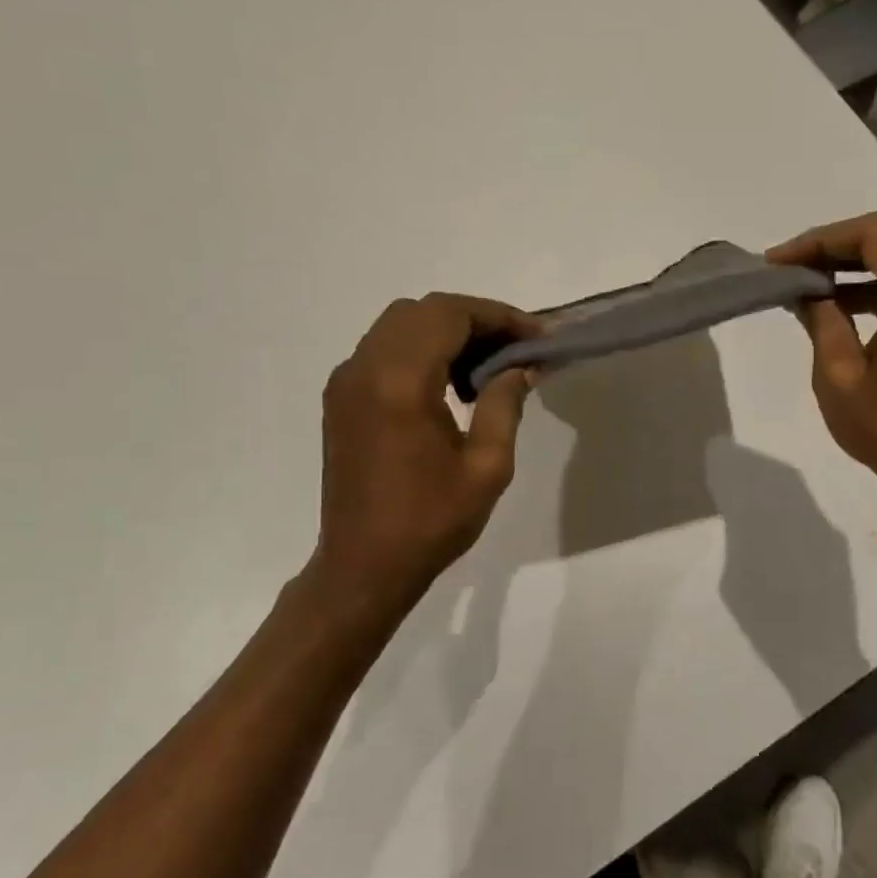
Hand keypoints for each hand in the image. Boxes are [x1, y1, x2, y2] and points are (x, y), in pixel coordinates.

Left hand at [310, 293, 536, 612]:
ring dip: (445, 333)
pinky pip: (382, 351)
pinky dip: (419, 350)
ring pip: (399, 326)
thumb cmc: (430, 523)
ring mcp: (345, 382)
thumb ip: (505, 404)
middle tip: (514, 349)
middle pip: (422, 311)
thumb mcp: (486, 467)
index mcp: (400, 382)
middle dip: (474, 319)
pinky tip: (448, 386)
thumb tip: (519, 366)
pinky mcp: (340, 399)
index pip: (450, 315)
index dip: (498, 316)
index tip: (536, 337)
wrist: (363, 566)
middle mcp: (364, 369)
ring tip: (486, 368)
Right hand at [769, 212, 876, 523]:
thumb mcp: (839, 376)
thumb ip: (822, 319)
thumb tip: (805, 288)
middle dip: (834, 250)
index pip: (875, 236)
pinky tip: (841, 303)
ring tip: (806, 285)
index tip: (780, 261)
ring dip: (855, 268)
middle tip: (787, 269)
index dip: (821, 239)